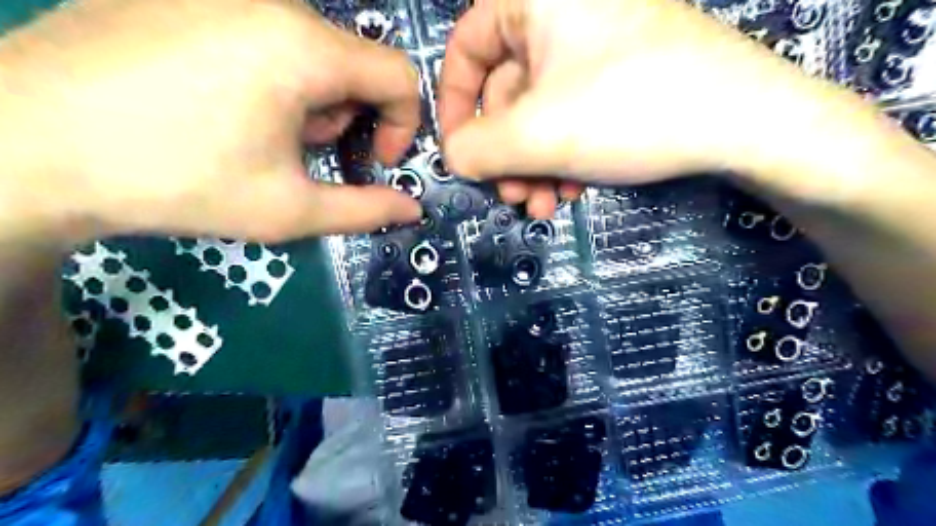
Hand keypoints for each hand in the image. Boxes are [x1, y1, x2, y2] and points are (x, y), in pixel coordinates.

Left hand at [0, 0, 420, 243]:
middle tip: (302, 156)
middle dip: (346, 118)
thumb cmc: (177, 181)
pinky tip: (220, 106)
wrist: (22, 144)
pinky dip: (270, 77)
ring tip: (258, 135)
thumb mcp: (289, 210)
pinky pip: (263, 34)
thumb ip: (365, 210)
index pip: (399, 75)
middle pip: (353, 64)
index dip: (403, 124)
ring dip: (309, 101)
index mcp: (303, 48)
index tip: (375, 162)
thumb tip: (412, 209)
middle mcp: (270, 2)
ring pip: (310, 50)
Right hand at [438, 1, 878, 212]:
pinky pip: (571, 116)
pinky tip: (574, 190)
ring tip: (543, 205)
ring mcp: (596, 48)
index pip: (466, 45)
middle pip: (506, 92)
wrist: (745, 123)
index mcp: (538, 1)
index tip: (459, 151)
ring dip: (533, 166)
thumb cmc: (630, 111)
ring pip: (539, 113)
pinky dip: (563, 157)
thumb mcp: (537, 134)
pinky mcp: (620, 77)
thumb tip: (452, 157)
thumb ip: (476, 149)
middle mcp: (564, 15)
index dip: (454, 103)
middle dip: (505, 154)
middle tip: (512, 196)